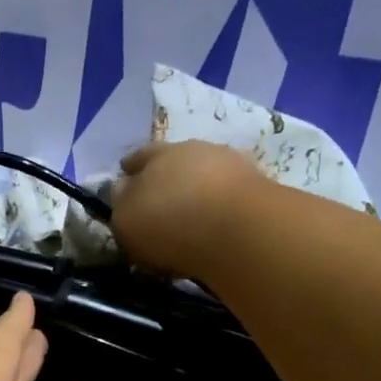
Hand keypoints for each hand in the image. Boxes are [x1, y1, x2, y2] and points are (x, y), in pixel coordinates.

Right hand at [110, 140, 264, 278]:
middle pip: (175, 161)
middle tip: (160, 200)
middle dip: (166, 177)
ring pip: (206, 175)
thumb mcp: (126, 219)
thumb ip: (121, 203)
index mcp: (157, 154)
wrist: (240, 230)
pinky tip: (215, 225)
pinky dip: (220, 208)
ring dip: (197, 191)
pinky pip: (229, 196)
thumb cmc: (169, 222)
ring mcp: (231, 165)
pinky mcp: (259, 188)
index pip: (138, 157)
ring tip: (191, 216)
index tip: (126, 179)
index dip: (130, 169)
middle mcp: (195, 150)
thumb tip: (123, 190)